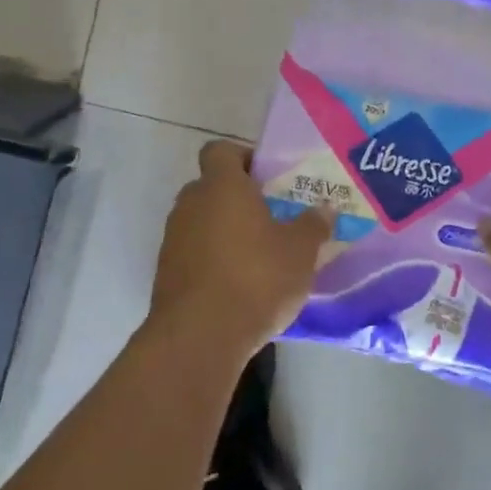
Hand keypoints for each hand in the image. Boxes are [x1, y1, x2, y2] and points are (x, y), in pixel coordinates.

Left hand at [149, 140, 334, 360]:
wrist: (199, 338)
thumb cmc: (255, 278)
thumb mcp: (300, 251)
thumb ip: (314, 225)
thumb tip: (324, 209)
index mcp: (221, 186)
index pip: (220, 150)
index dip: (242, 157)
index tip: (266, 177)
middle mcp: (191, 204)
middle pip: (211, 186)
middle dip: (238, 198)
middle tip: (271, 216)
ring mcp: (173, 239)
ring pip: (201, 221)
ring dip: (225, 231)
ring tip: (258, 254)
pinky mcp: (166, 273)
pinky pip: (193, 253)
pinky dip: (212, 260)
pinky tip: (238, 285)